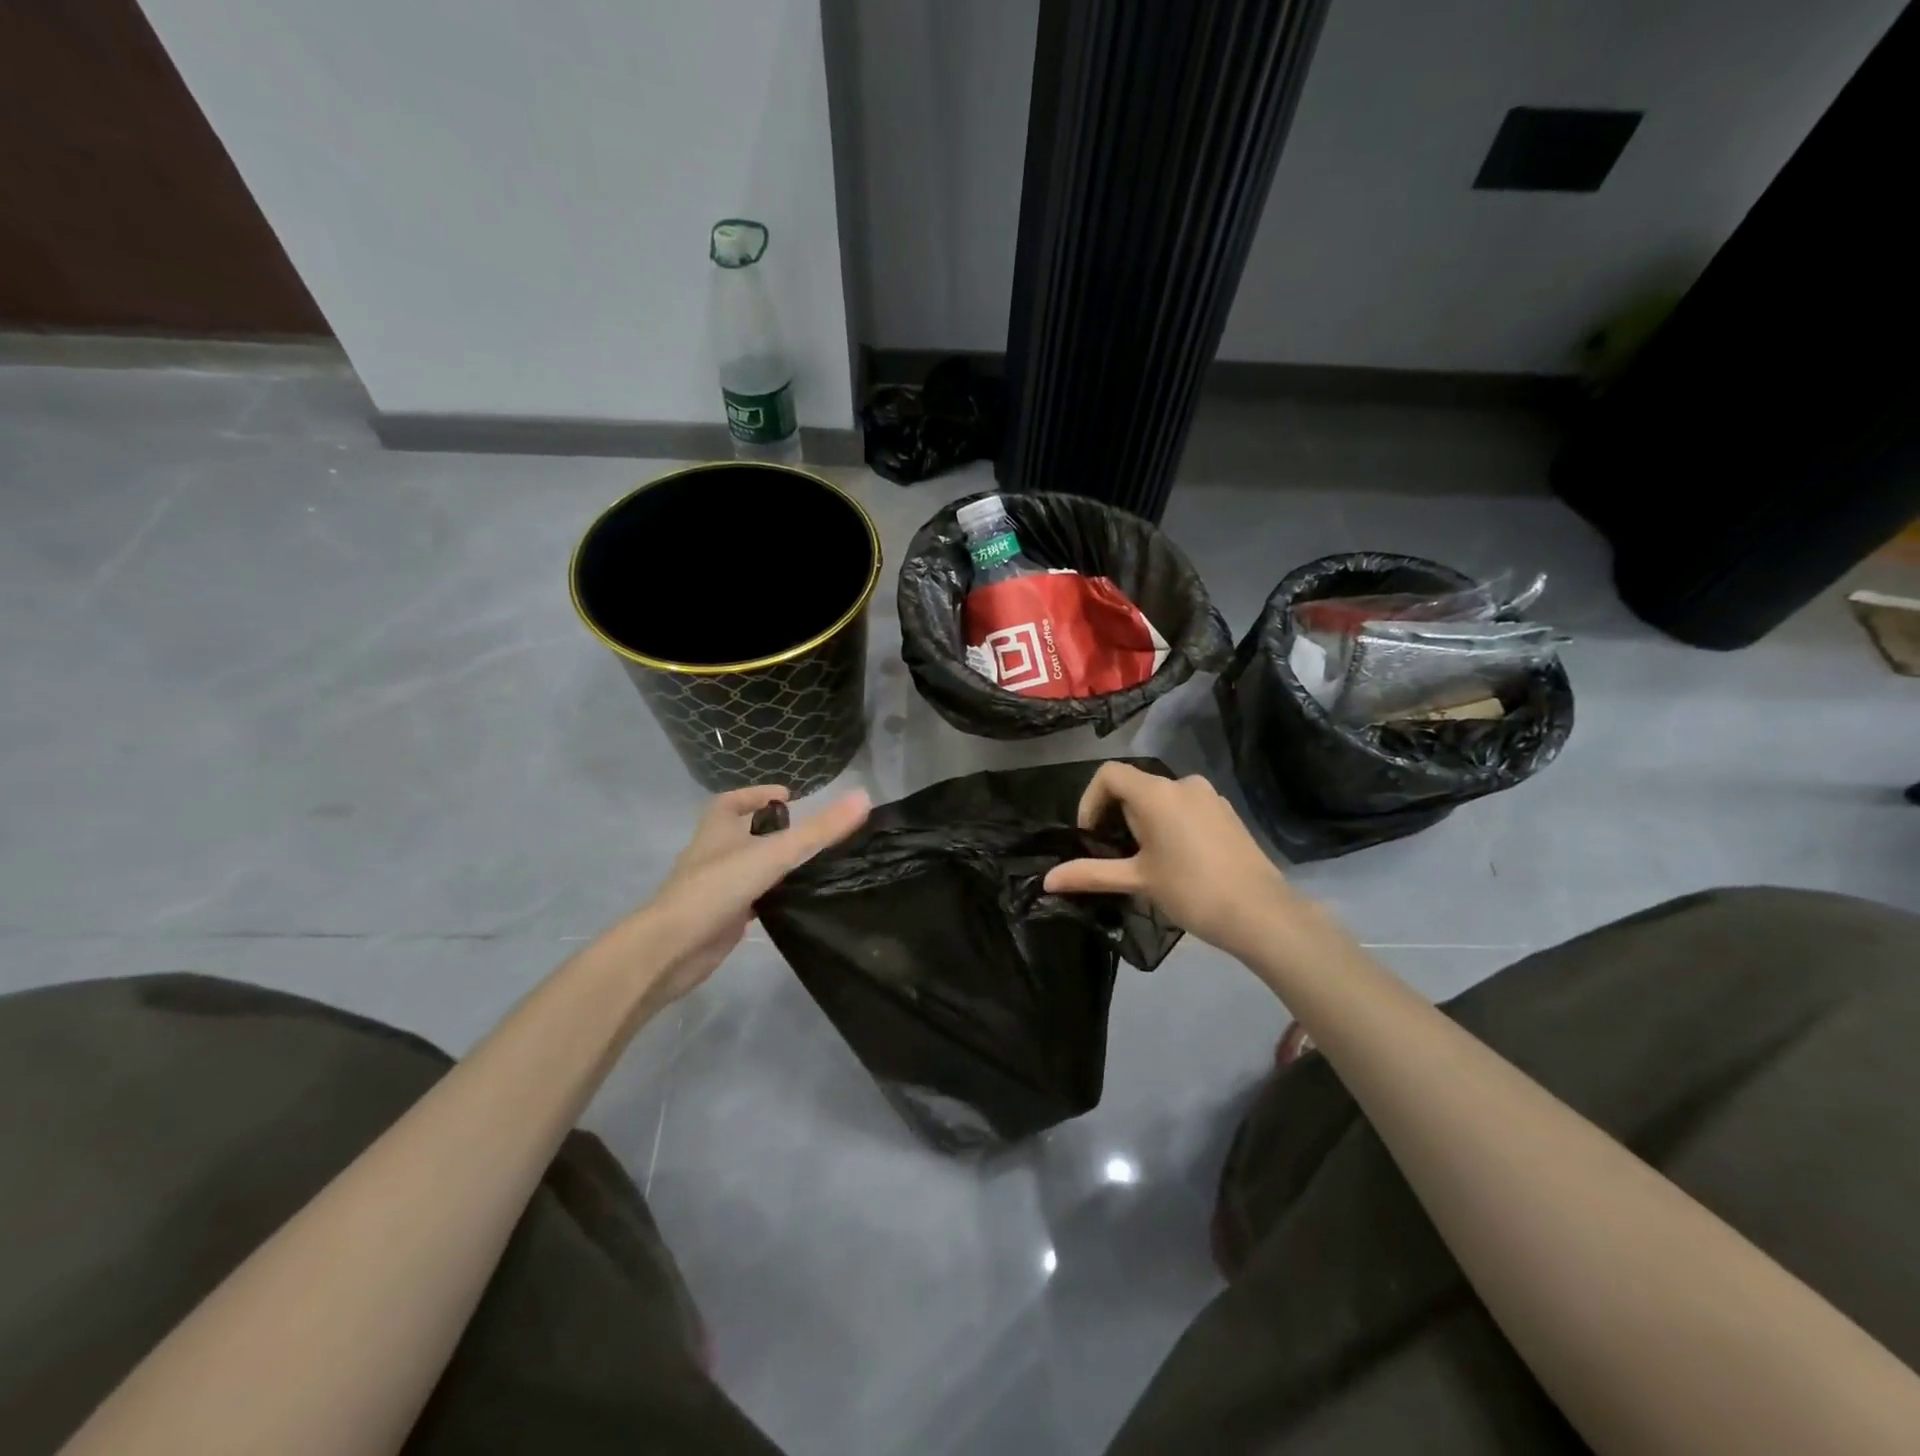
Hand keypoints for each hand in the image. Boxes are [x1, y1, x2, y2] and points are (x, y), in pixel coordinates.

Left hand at [629, 784, 869, 1007]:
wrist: (674, 948)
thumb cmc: (718, 887)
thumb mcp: (775, 852)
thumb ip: (819, 830)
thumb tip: (864, 797)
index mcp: (716, 829)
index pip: (732, 801)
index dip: (756, 794)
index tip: (787, 796)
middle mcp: (713, 853)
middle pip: (740, 833)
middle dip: (768, 829)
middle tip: (806, 832)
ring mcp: (715, 887)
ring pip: (746, 867)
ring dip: (770, 863)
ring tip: (808, 863)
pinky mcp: (722, 916)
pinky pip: (749, 898)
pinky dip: (768, 895)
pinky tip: (793, 901)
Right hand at [1043, 763, 1297, 956]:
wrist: (1262, 913)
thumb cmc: (1191, 891)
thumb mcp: (1136, 880)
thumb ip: (1090, 874)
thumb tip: (1047, 880)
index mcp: (1157, 793)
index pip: (1109, 774)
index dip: (1090, 800)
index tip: (1090, 836)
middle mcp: (1183, 783)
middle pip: (1135, 786)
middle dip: (1118, 816)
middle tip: (1117, 855)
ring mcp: (1210, 797)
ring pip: (1162, 798)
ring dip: (1145, 822)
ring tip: (1146, 861)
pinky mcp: (1228, 813)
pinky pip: (1187, 809)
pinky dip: (1171, 825)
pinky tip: (1178, 861)